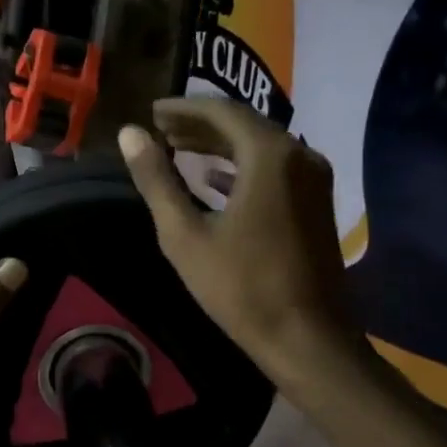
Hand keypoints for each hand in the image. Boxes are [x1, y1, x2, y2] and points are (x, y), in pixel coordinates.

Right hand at [118, 97, 372, 392]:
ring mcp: (313, 179)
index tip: (151, 112)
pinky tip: (213, 178)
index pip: (221, 111)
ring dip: (218, 144)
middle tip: (160, 128)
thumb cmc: (240, 286)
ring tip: (178, 147)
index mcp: (269, 155)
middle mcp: (299, 155)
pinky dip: (240, 166)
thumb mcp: (185, 234)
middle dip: (199, 124)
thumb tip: (129, 134)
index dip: (182, 108)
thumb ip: (156, 180)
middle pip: (243, 124)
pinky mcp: (316, 202)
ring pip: (260, 145)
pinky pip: (274, 168)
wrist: (306, 338)